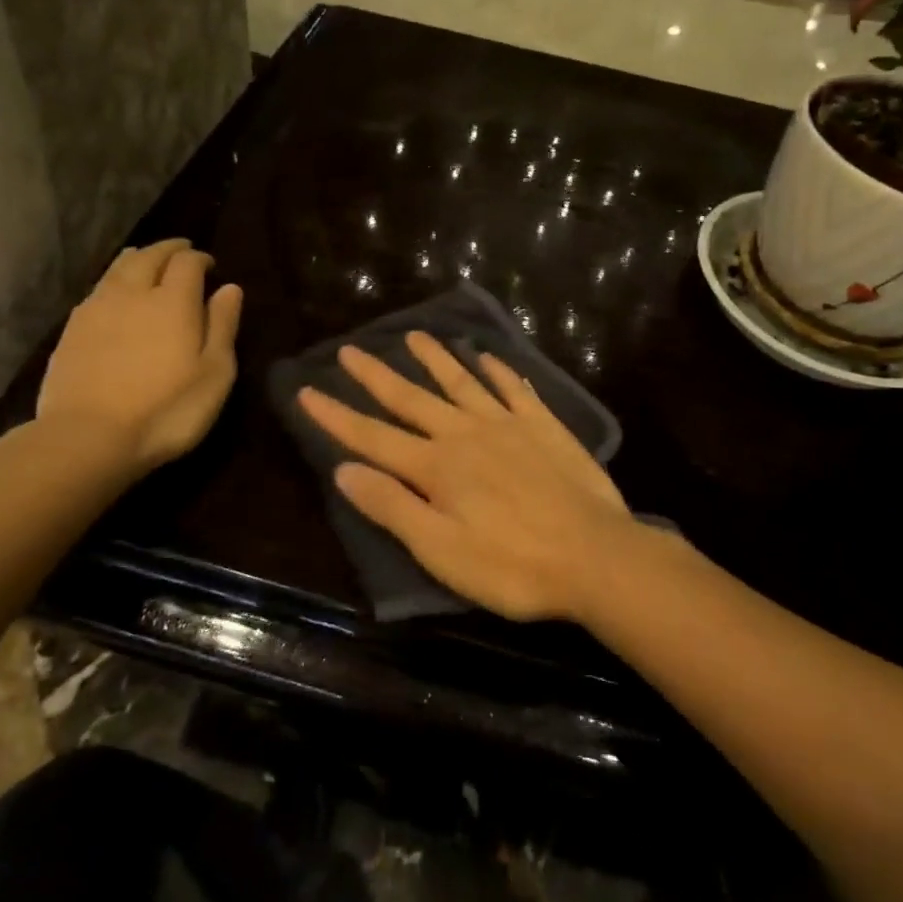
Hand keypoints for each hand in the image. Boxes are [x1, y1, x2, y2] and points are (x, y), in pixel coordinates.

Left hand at [37, 240, 242, 472]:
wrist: (88, 437)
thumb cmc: (166, 410)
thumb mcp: (214, 373)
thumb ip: (223, 326)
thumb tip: (230, 287)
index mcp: (173, 301)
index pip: (187, 262)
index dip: (200, 258)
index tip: (210, 266)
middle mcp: (133, 293)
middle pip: (149, 256)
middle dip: (168, 249)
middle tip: (181, 252)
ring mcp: (97, 309)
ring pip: (118, 268)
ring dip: (138, 259)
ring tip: (148, 261)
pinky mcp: (72, 329)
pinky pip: (97, 289)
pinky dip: (113, 282)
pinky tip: (115, 295)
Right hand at [298, 332, 648, 621]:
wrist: (595, 556)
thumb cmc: (512, 565)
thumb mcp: (440, 550)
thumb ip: (392, 506)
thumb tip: (344, 470)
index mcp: (436, 467)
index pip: (372, 436)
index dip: (336, 416)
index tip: (308, 390)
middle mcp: (465, 434)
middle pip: (411, 399)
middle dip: (377, 375)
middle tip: (350, 349)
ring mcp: (507, 425)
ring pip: (461, 383)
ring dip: (436, 359)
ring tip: (415, 336)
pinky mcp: (543, 426)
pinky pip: (515, 389)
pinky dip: (499, 371)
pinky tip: (489, 357)